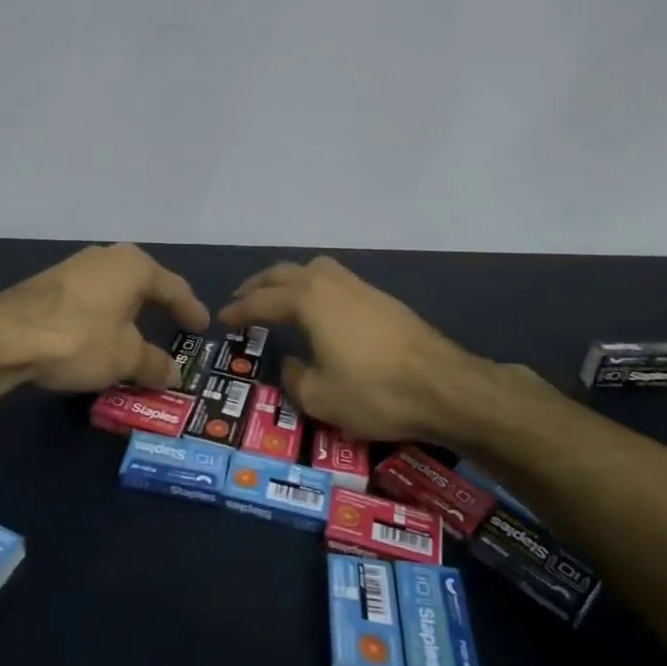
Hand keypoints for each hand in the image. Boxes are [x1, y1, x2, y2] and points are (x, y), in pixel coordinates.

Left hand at [0, 243, 209, 393]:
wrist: (5, 335)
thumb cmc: (80, 338)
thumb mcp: (125, 358)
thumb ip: (154, 364)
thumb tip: (173, 374)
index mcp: (135, 266)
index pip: (174, 288)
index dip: (190, 310)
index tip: (202, 327)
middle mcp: (107, 257)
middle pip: (143, 284)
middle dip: (158, 308)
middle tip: (174, 327)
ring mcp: (76, 267)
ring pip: (114, 291)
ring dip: (127, 314)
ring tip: (137, 336)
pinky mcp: (50, 283)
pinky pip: (91, 300)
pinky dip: (103, 318)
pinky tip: (99, 336)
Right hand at [220, 256, 481, 441]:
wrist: (444, 385)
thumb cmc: (375, 392)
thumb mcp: (320, 397)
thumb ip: (293, 378)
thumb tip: (288, 364)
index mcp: (307, 300)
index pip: (261, 301)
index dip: (239, 310)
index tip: (222, 319)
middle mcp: (329, 282)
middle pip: (284, 273)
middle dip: (258, 285)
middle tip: (241, 300)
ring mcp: (358, 285)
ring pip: (313, 268)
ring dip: (288, 279)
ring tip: (278, 297)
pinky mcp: (380, 297)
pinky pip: (334, 278)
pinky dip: (313, 285)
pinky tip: (318, 308)